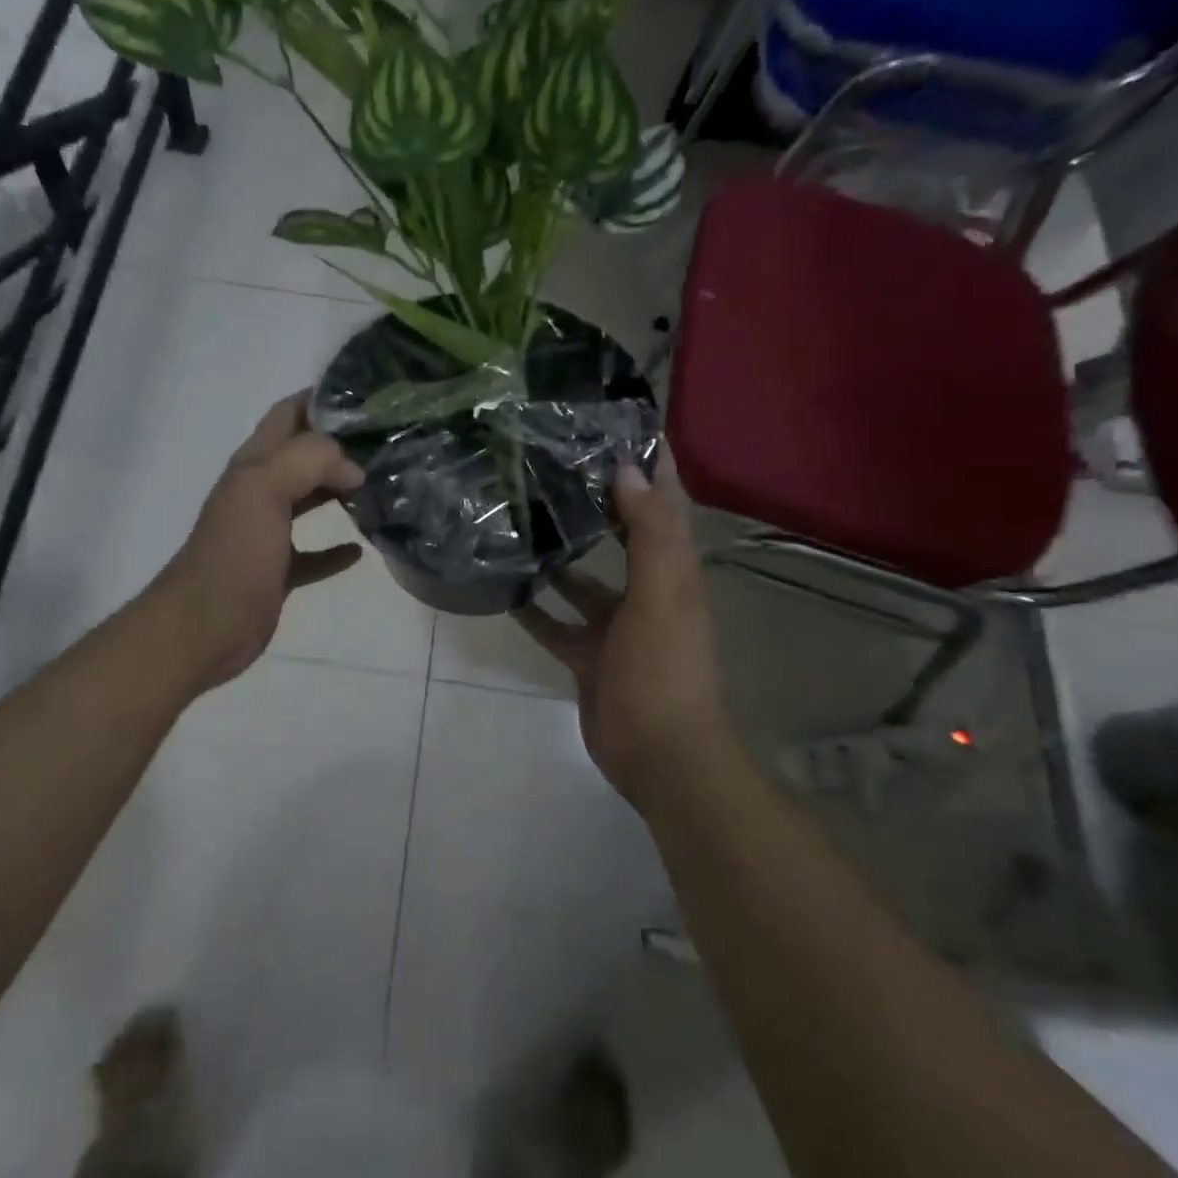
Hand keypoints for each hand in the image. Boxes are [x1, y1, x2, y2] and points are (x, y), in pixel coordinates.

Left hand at [148, 392, 366, 692]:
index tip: (369, 397)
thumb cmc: (234, 554)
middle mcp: (260, 492)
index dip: (322, 399)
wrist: (205, 627)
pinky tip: (361, 550)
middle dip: (341, 445)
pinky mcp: (278, 571)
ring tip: (384, 486)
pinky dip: (336, 549)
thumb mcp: (265, 489)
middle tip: (389, 442)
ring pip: (309, 500)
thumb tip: (354, 468)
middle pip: (303, 455)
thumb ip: (310, 461)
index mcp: (254, 464)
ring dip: (341, 491)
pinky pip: (313, 553)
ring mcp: (267, 533)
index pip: (288, 415)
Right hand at [515, 451, 735, 808]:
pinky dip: (535, 610)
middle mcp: (647, 591)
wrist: (659, 753)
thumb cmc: (664, 668)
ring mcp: (616, 626)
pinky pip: (556, 625)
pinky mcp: (589, 656)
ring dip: (561, 556)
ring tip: (519, 521)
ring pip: (583, 581)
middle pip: (622, 535)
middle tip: (552, 465)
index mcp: (672, 571)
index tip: (619, 424)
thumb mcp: (662, 595)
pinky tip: (506, 589)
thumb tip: (628, 470)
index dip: (650, 465)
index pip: (664, 504)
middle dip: (597, 502)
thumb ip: (649, 534)